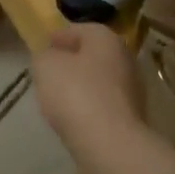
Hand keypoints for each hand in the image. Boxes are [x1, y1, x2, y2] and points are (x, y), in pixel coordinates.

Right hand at [32, 23, 144, 148]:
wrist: (109, 144)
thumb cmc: (76, 94)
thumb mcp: (47, 66)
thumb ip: (44, 56)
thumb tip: (50, 58)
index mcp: (107, 39)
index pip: (81, 29)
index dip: (59, 36)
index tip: (43, 47)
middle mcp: (125, 59)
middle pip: (93, 55)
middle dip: (71, 61)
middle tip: (49, 71)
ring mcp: (131, 90)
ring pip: (99, 81)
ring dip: (81, 86)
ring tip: (57, 97)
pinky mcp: (130, 118)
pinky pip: (103, 105)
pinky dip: (88, 107)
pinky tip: (73, 118)